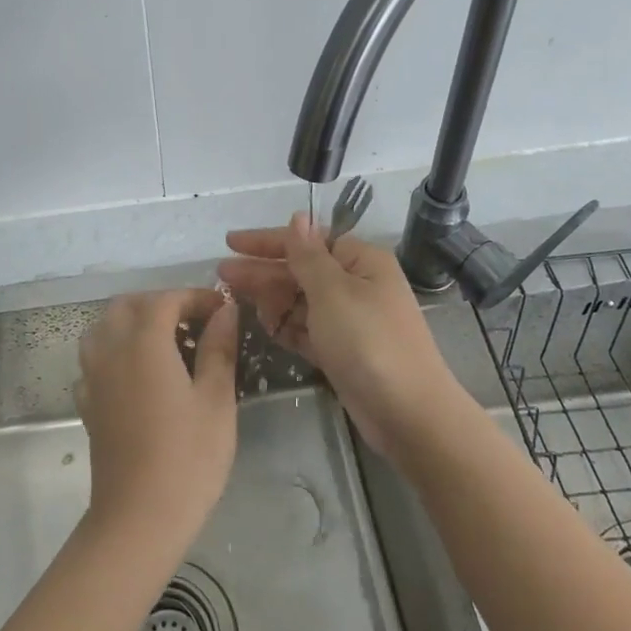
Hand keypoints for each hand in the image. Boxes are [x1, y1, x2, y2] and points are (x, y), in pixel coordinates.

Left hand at [75, 289, 238, 548]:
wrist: (138, 518)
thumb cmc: (187, 458)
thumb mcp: (216, 400)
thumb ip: (219, 348)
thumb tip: (225, 311)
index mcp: (144, 342)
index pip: (167, 299)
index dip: (195, 297)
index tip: (222, 310)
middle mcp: (111, 349)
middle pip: (128, 305)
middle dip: (160, 304)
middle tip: (194, 323)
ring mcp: (93, 377)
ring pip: (104, 328)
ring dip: (132, 323)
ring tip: (166, 345)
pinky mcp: (88, 403)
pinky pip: (95, 359)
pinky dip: (116, 352)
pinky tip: (139, 376)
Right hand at [219, 214, 470, 457]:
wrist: (409, 414)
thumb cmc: (369, 342)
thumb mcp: (333, 292)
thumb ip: (308, 255)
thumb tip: (298, 216)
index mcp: (361, 262)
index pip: (308, 241)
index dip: (269, 241)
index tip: (231, 242)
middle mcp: (356, 286)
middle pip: (300, 271)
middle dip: (262, 271)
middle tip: (221, 274)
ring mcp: (350, 321)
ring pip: (301, 301)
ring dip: (271, 299)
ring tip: (234, 298)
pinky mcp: (342, 352)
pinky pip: (307, 330)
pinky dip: (286, 326)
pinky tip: (261, 323)